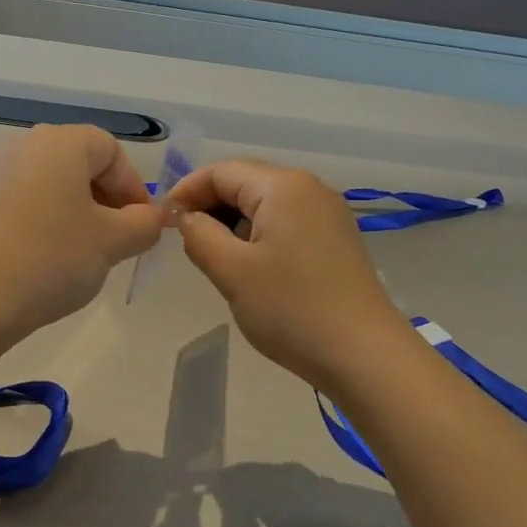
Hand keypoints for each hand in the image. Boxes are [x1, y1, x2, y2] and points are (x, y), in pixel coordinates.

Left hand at [0, 125, 163, 339]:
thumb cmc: (51, 259)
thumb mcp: (113, 243)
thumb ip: (144, 224)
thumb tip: (149, 219)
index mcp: (60, 143)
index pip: (111, 150)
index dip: (133, 187)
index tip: (142, 225)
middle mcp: (21, 145)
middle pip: (77, 164)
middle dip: (104, 199)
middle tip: (116, 240)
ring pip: (47, 184)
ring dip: (72, 212)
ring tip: (79, 253)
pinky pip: (18, 203)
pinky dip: (39, 222)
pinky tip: (40, 260)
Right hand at [168, 160, 413, 386]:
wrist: (364, 355)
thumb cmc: (291, 309)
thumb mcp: (232, 271)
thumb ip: (199, 235)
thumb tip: (184, 216)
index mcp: (283, 187)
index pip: (222, 171)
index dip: (186, 191)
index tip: (163, 222)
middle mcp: (309, 189)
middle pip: (246, 182)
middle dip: (210, 206)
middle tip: (185, 241)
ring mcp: (328, 214)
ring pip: (266, 204)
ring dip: (234, 223)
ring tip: (214, 257)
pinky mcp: (336, 239)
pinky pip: (286, 222)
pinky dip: (259, 235)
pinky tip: (250, 267)